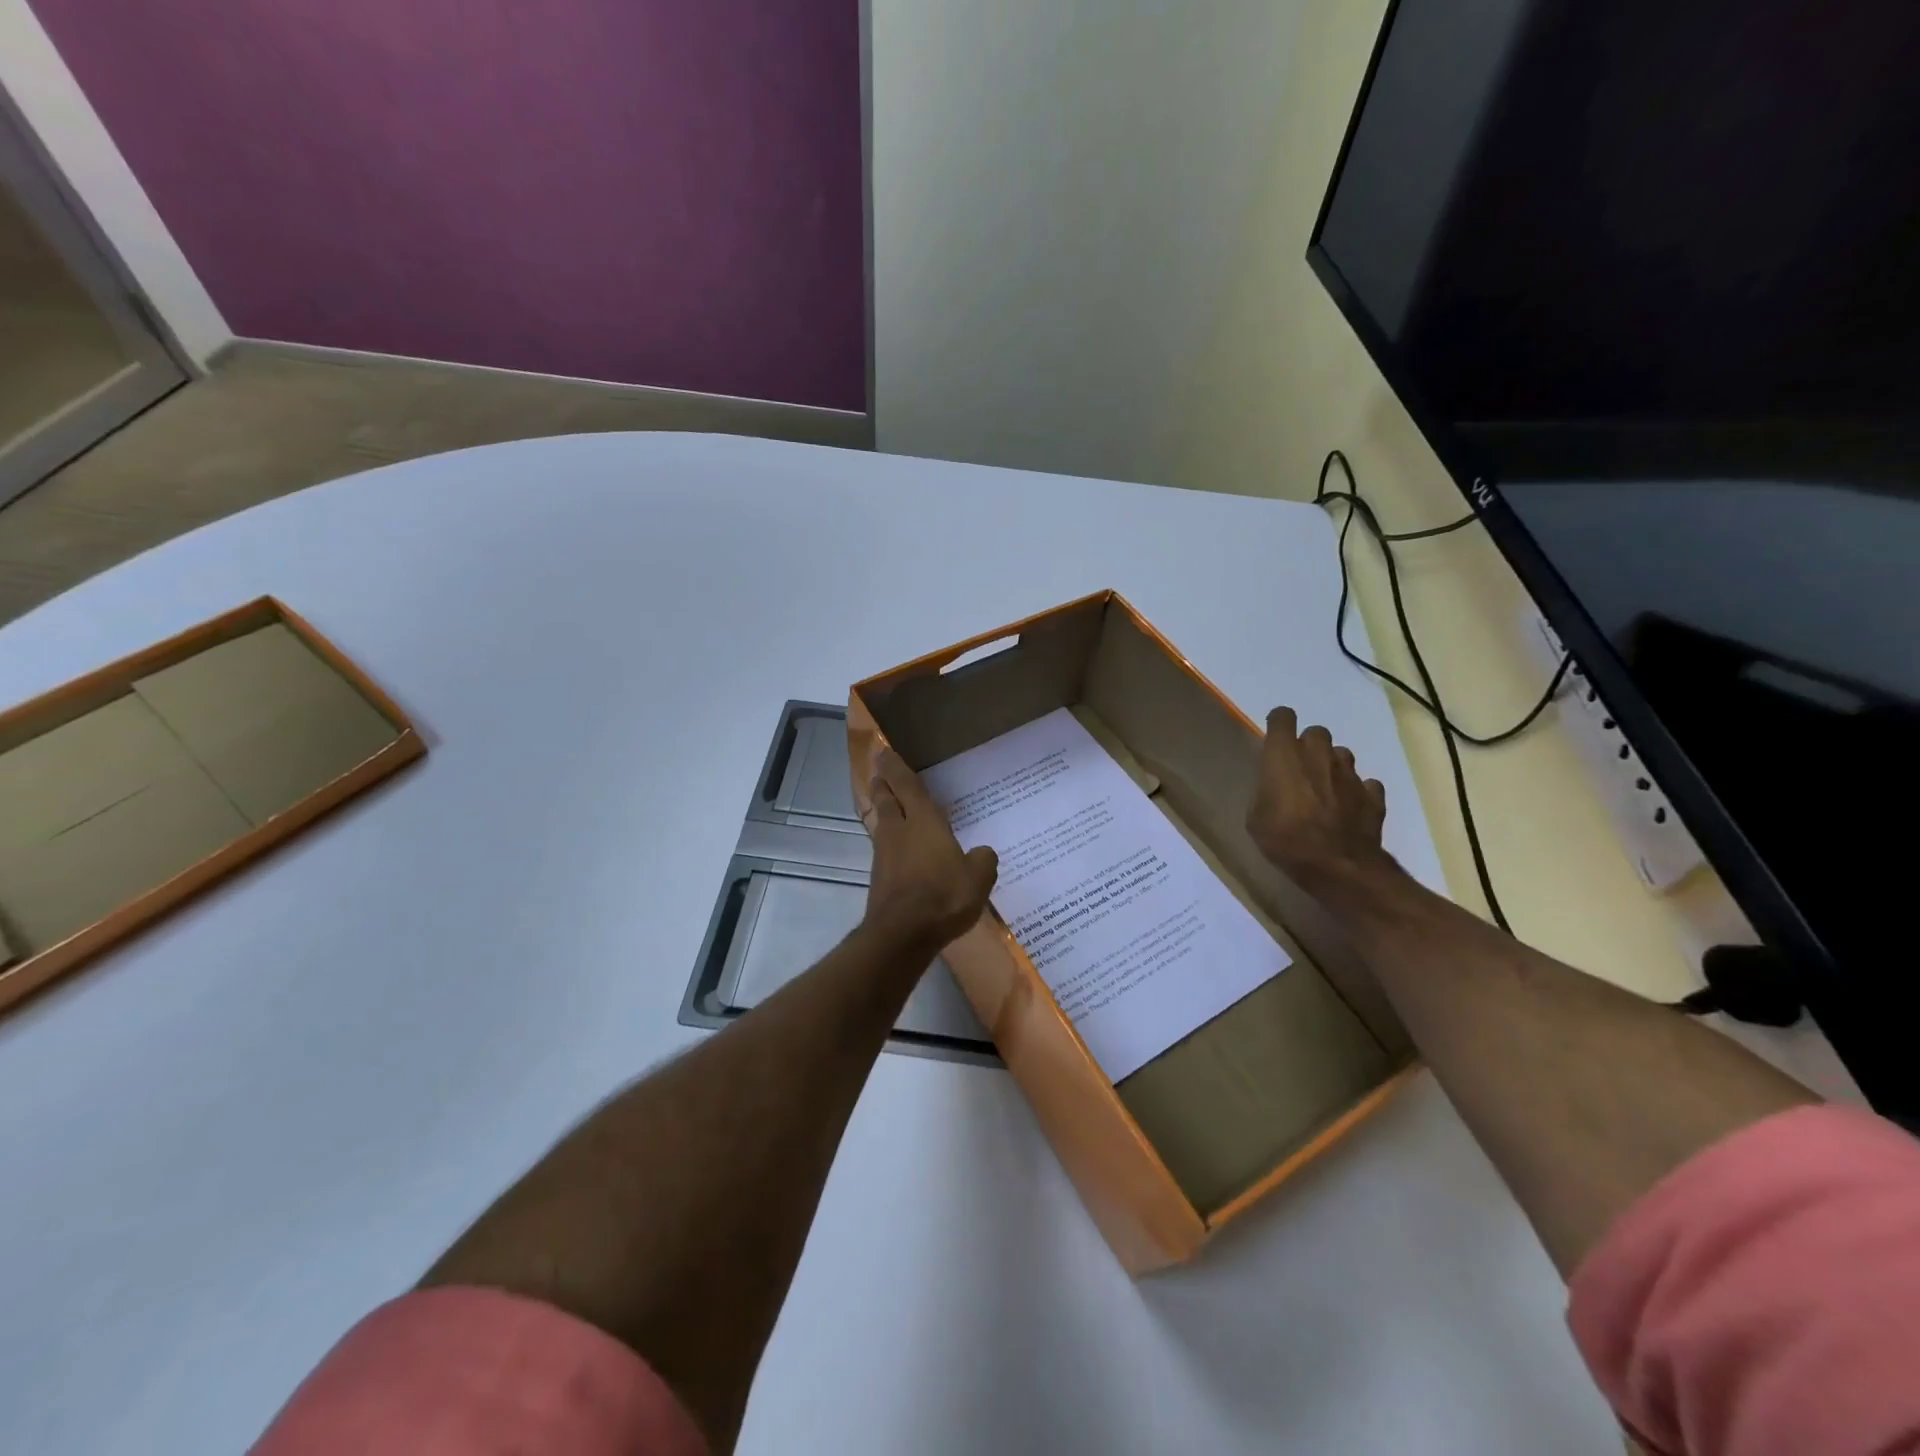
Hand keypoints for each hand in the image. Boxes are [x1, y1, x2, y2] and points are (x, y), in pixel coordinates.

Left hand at [861, 750, 998, 953]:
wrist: (902, 933)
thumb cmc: (944, 896)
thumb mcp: (978, 878)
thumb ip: (983, 861)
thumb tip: (982, 853)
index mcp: (924, 822)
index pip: (907, 785)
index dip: (895, 766)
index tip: (884, 751)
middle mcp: (899, 831)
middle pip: (886, 799)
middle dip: (882, 783)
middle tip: (879, 771)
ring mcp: (885, 854)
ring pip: (881, 821)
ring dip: (881, 808)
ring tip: (885, 802)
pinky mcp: (879, 877)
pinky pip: (883, 846)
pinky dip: (887, 838)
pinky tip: (896, 845)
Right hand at [1246, 707, 1392, 890]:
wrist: (1338, 866)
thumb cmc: (1286, 839)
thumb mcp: (1256, 818)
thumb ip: (1266, 791)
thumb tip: (1275, 786)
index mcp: (1284, 756)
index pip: (1282, 717)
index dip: (1278, 724)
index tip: (1274, 739)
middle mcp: (1319, 755)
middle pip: (1316, 732)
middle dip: (1308, 745)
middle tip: (1300, 769)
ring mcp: (1350, 774)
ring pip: (1342, 754)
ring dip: (1332, 765)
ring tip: (1325, 789)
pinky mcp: (1373, 795)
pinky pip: (1365, 783)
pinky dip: (1357, 791)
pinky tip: (1349, 808)